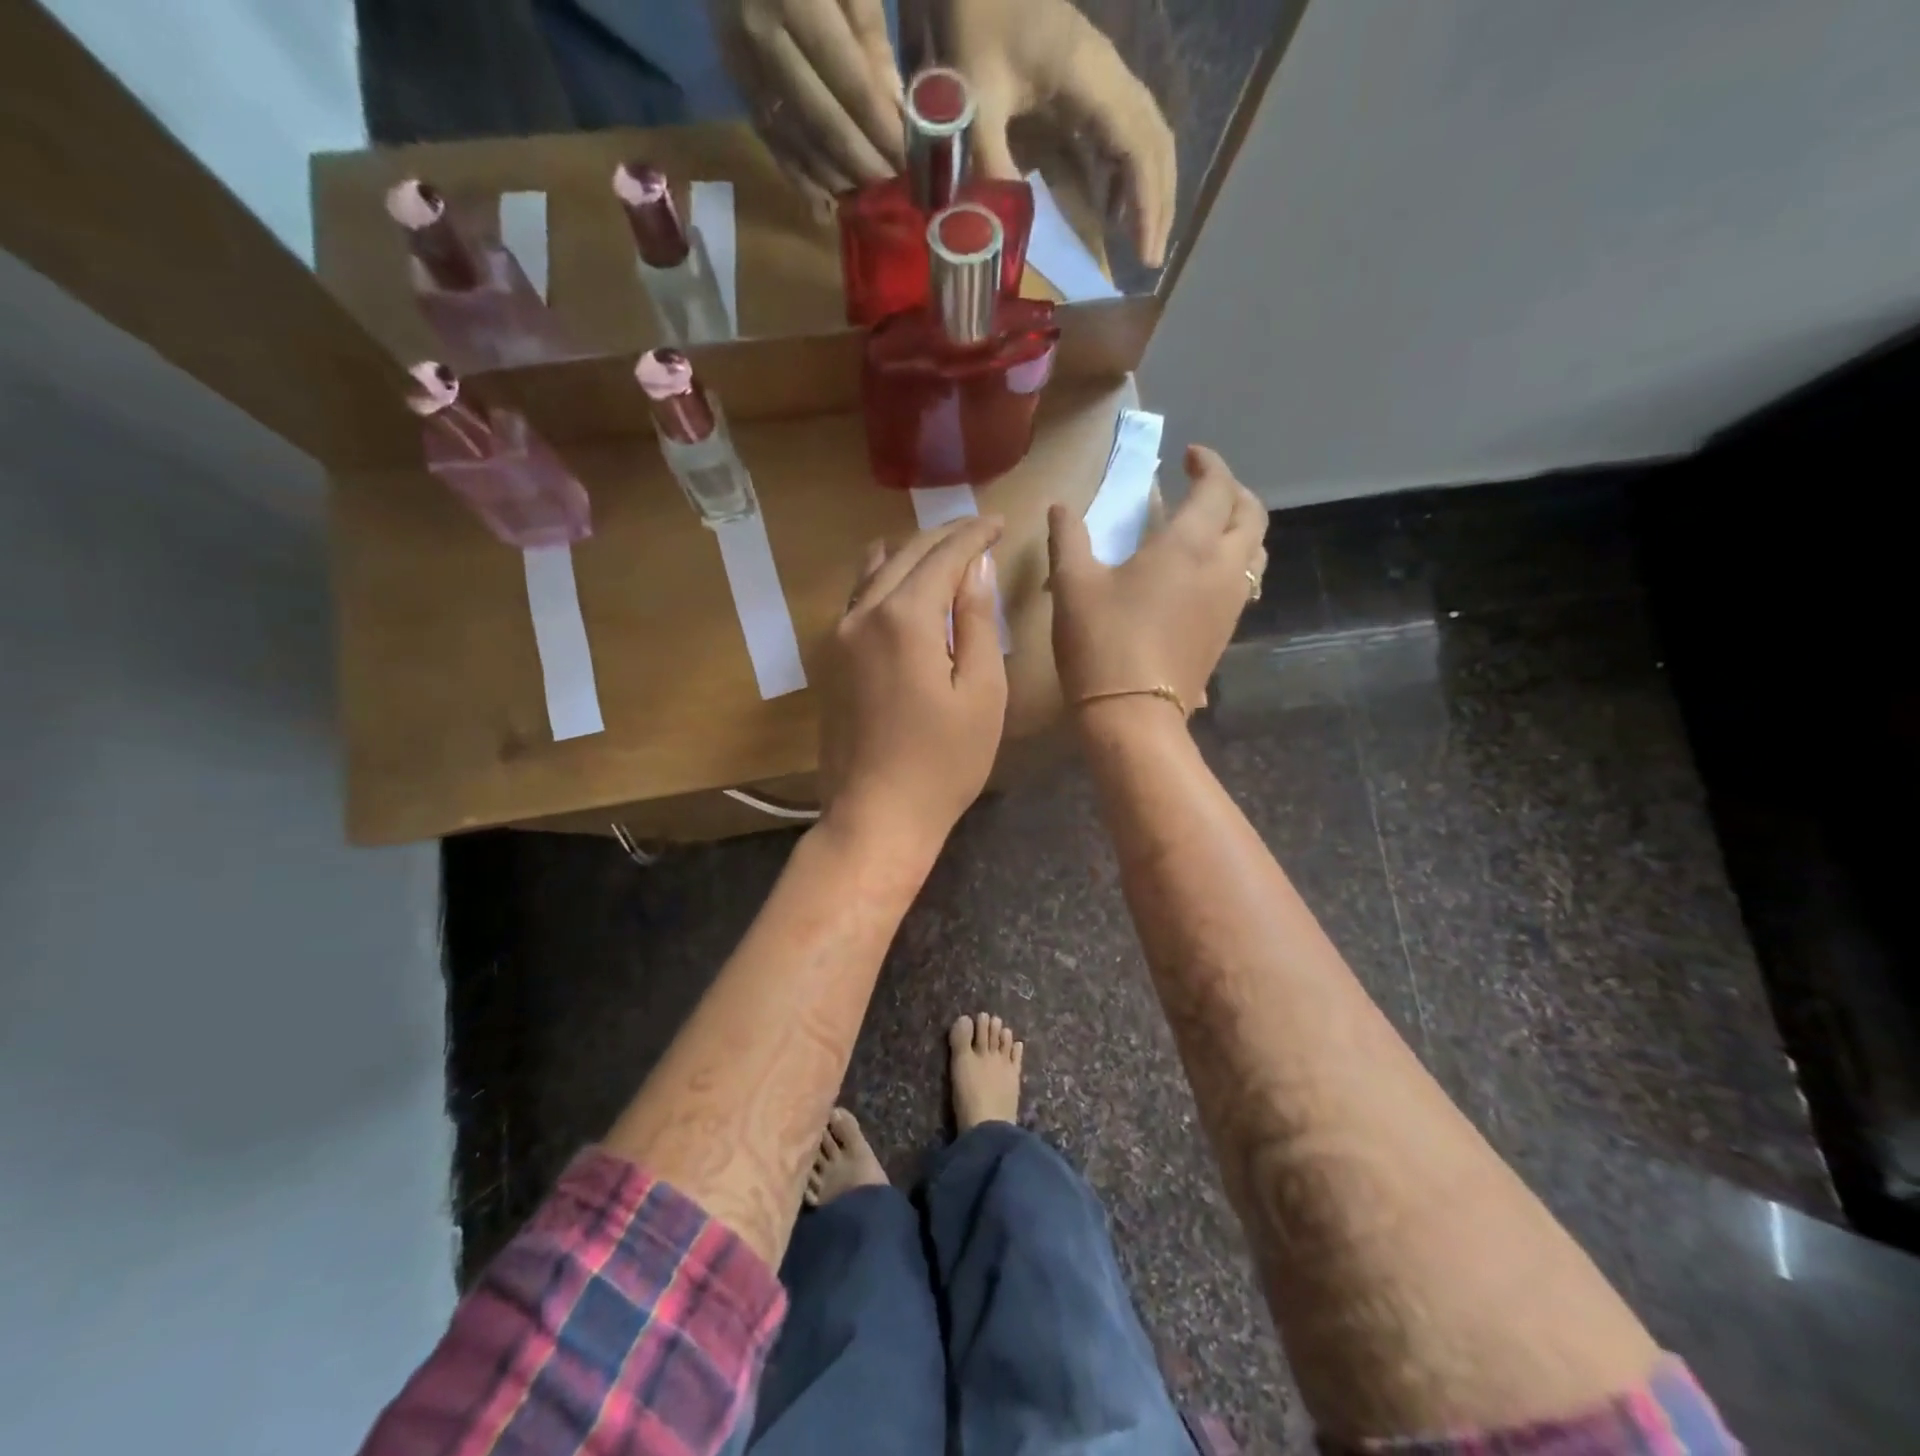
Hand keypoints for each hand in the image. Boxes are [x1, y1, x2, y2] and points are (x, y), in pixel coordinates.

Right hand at [709, 0, 904, 209]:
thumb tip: (895, 107)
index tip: (913, 163)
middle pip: (822, 122)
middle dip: (864, 164)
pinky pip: (769, 139)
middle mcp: (760, 34)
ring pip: (795, 140)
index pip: (850, 84)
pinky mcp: (732, 76)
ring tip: (871, 201)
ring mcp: (741, 60)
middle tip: (898, 191)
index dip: (884, 131)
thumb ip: (869, 31)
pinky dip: (800, 177)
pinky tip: (825, 205)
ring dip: (836, 179)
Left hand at [819, 516, 1008, 856]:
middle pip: (905, 554)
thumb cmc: (943, 763)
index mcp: (905, 618)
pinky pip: (856, 600)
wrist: (875, 816)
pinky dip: (883, 580)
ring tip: (941, 551)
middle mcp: (862, 614)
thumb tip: (976, 567)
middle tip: (978, 530)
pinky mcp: (829, 660)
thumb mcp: (981, 693)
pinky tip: (898, 585)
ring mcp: (837, 636)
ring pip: (873, 572)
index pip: (943, 555)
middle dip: (944, 537)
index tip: (998, 523)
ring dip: (909, 553)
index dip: (973, 534)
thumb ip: (978, 622)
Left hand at [949, 0, 1176, 266]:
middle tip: (1152, 259)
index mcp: (1091, 77)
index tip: (1147, 255)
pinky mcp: (1088, 84)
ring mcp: (1102, 77)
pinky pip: (1122, 133)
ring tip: (1142, 241)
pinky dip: (1126, 175)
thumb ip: (990, 159)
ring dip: (1149, 189)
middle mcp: (1109, 76)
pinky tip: (1113, 209)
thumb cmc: (974, 23)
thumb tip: (1003, 231)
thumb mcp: (975, 97)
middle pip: (1155, 142)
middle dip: (1159, 202)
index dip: (1148, 204)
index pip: (1137, 147)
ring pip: (1146, 136)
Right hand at [1048, 445, 1266, 719]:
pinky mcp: (1226, 632)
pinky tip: (1203, 574)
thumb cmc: (1101, 642)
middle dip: (1233, 492)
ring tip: (1210, 527)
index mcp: (1188, 545)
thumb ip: (1068, 538)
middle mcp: (1222, 567)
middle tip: (1204, 488)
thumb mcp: (1072, 584)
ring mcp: (1230, 603)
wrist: (1132, 715)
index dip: (1208, 464)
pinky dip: (1234, 562)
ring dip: (1240, 528)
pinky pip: (1245, 583)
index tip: (1189, 456)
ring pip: (1256, 551)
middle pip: (1252, 515)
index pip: (1216, 487)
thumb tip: (1060, 507)